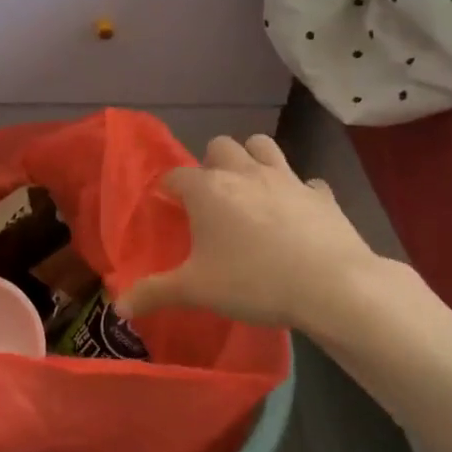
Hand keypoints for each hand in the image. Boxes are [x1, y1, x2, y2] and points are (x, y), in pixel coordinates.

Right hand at [118, 134, 397, 343]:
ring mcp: (287, 178)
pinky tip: (297, 214)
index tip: (168, 205)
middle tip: (211, 197)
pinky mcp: (321, 194)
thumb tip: (118, 305)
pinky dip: (298, 191)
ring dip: (252, 159)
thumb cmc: (253, 281)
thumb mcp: (196, 291)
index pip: (176, 174)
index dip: (169, 188)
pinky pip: (306, 182)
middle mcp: (244, 172)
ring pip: (263, 146)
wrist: (332, 285)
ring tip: (250, 190)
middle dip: (211, 164)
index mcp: (208, 189)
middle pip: (220, 146)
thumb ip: (154, 293)